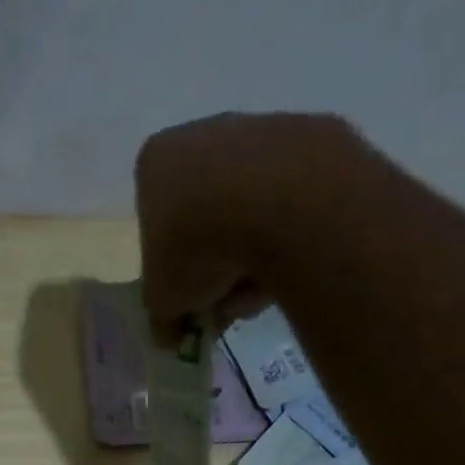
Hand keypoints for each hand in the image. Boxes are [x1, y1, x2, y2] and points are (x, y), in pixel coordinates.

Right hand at [134, 112, 369, 341]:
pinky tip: (288, 267)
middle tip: (222, 303)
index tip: (186, 299)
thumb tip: (170, 334)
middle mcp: (204, 133)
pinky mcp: (310, 140)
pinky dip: (285, 240)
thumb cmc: (197, 246)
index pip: (155, 225)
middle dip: (213, 267)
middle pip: (204, 219)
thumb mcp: (162, 301)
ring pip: (248, 215)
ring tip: (256, 293)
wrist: (280, 203)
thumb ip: (161, 318)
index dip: (170, 269)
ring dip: (248, 261)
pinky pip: (288, 205)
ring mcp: (260, 130)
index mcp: (156, 162)